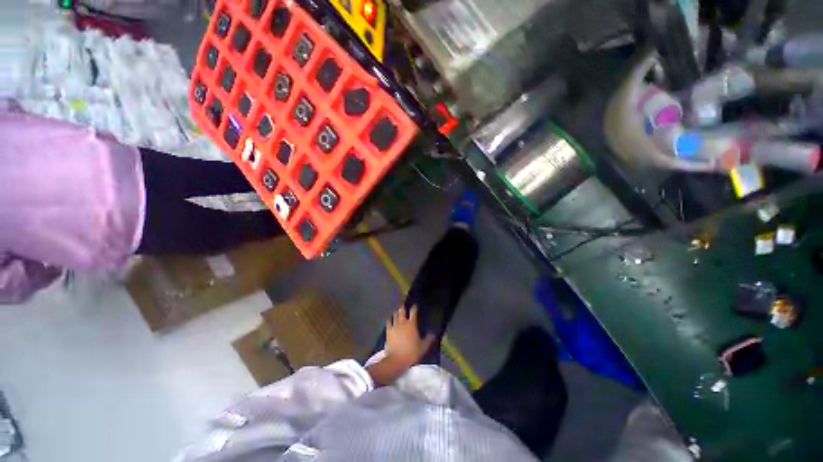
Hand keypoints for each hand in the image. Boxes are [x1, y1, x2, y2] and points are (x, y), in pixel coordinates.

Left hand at [384, 305, 436, 368]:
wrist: (396, 360)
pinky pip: (388, 322)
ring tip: (397, 309)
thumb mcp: (423, 347)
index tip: (415, 305)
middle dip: (403, 307)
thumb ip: (429, 339)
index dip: (414, 307)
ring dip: (396, 311)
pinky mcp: (388, 331)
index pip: (413, 312)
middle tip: (403, 304)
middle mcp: (403, 322)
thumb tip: (434, 333)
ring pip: (395, 315)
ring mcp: (394, 326)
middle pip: (402, 311)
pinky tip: (389, 318)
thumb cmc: (411, 353)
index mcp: (412, 324)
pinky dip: (389, 318)